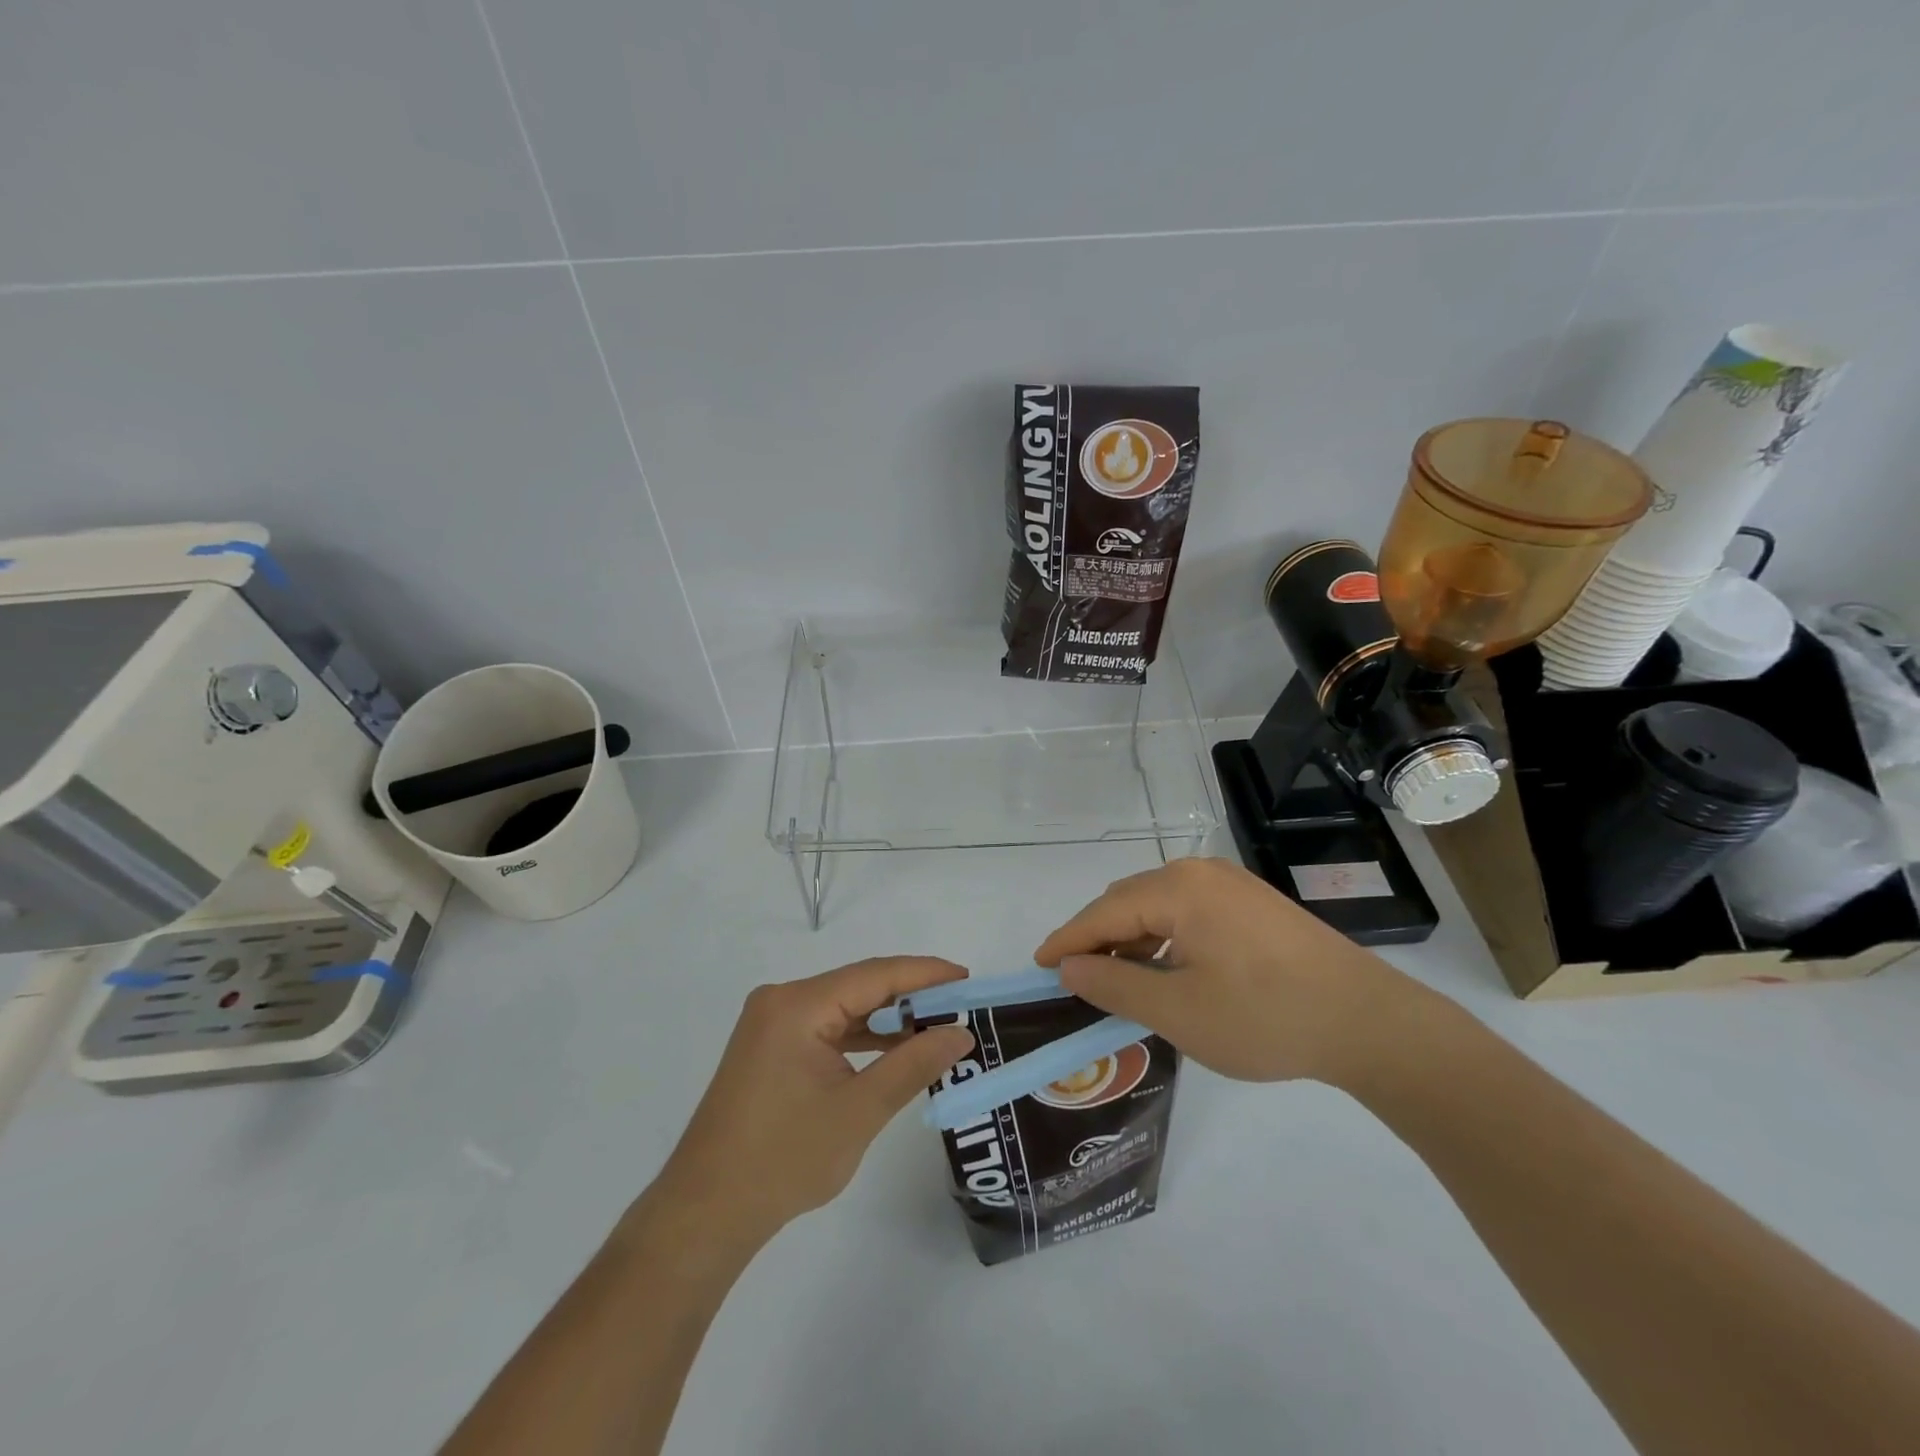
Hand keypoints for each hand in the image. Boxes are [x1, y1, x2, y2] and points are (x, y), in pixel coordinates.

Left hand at [646, 958, 975, 1248]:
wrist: (706, 1213)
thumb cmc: (783, 1160)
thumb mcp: (859, 1111)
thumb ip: (913, 1065)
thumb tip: (961, 1034)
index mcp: (797, 1005)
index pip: (874, 975)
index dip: (925, 974)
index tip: (968, 979)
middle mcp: (782, 1001)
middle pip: (858, 986)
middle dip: (910, 996)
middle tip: (961, 1007)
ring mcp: (772, 1024)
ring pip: (843, 1007)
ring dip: (886, 1019)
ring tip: (936, 1028)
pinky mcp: (770, 1048)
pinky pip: (826, 1028)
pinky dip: (861, 1037)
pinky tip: (893, 1049)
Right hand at [1034, 857, 1418, 1085]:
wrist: (1368, 1022)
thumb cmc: (1264, 1017)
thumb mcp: (1177, 1011)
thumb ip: (1114, 986)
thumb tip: (1070, 969)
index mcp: (1177, 889)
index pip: (1103, 913)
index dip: (1067, 941)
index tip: (1037, 966)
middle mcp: (1199, 872)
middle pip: (1127, 902)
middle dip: (1097, 939)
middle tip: (1075, 980)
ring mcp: (1230, 885)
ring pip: (1158, 906)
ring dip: (1131, 940)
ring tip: (1117, 981)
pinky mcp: (1252, 903)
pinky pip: (1188, 912)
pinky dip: (1164, 938)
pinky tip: (1166, 970)